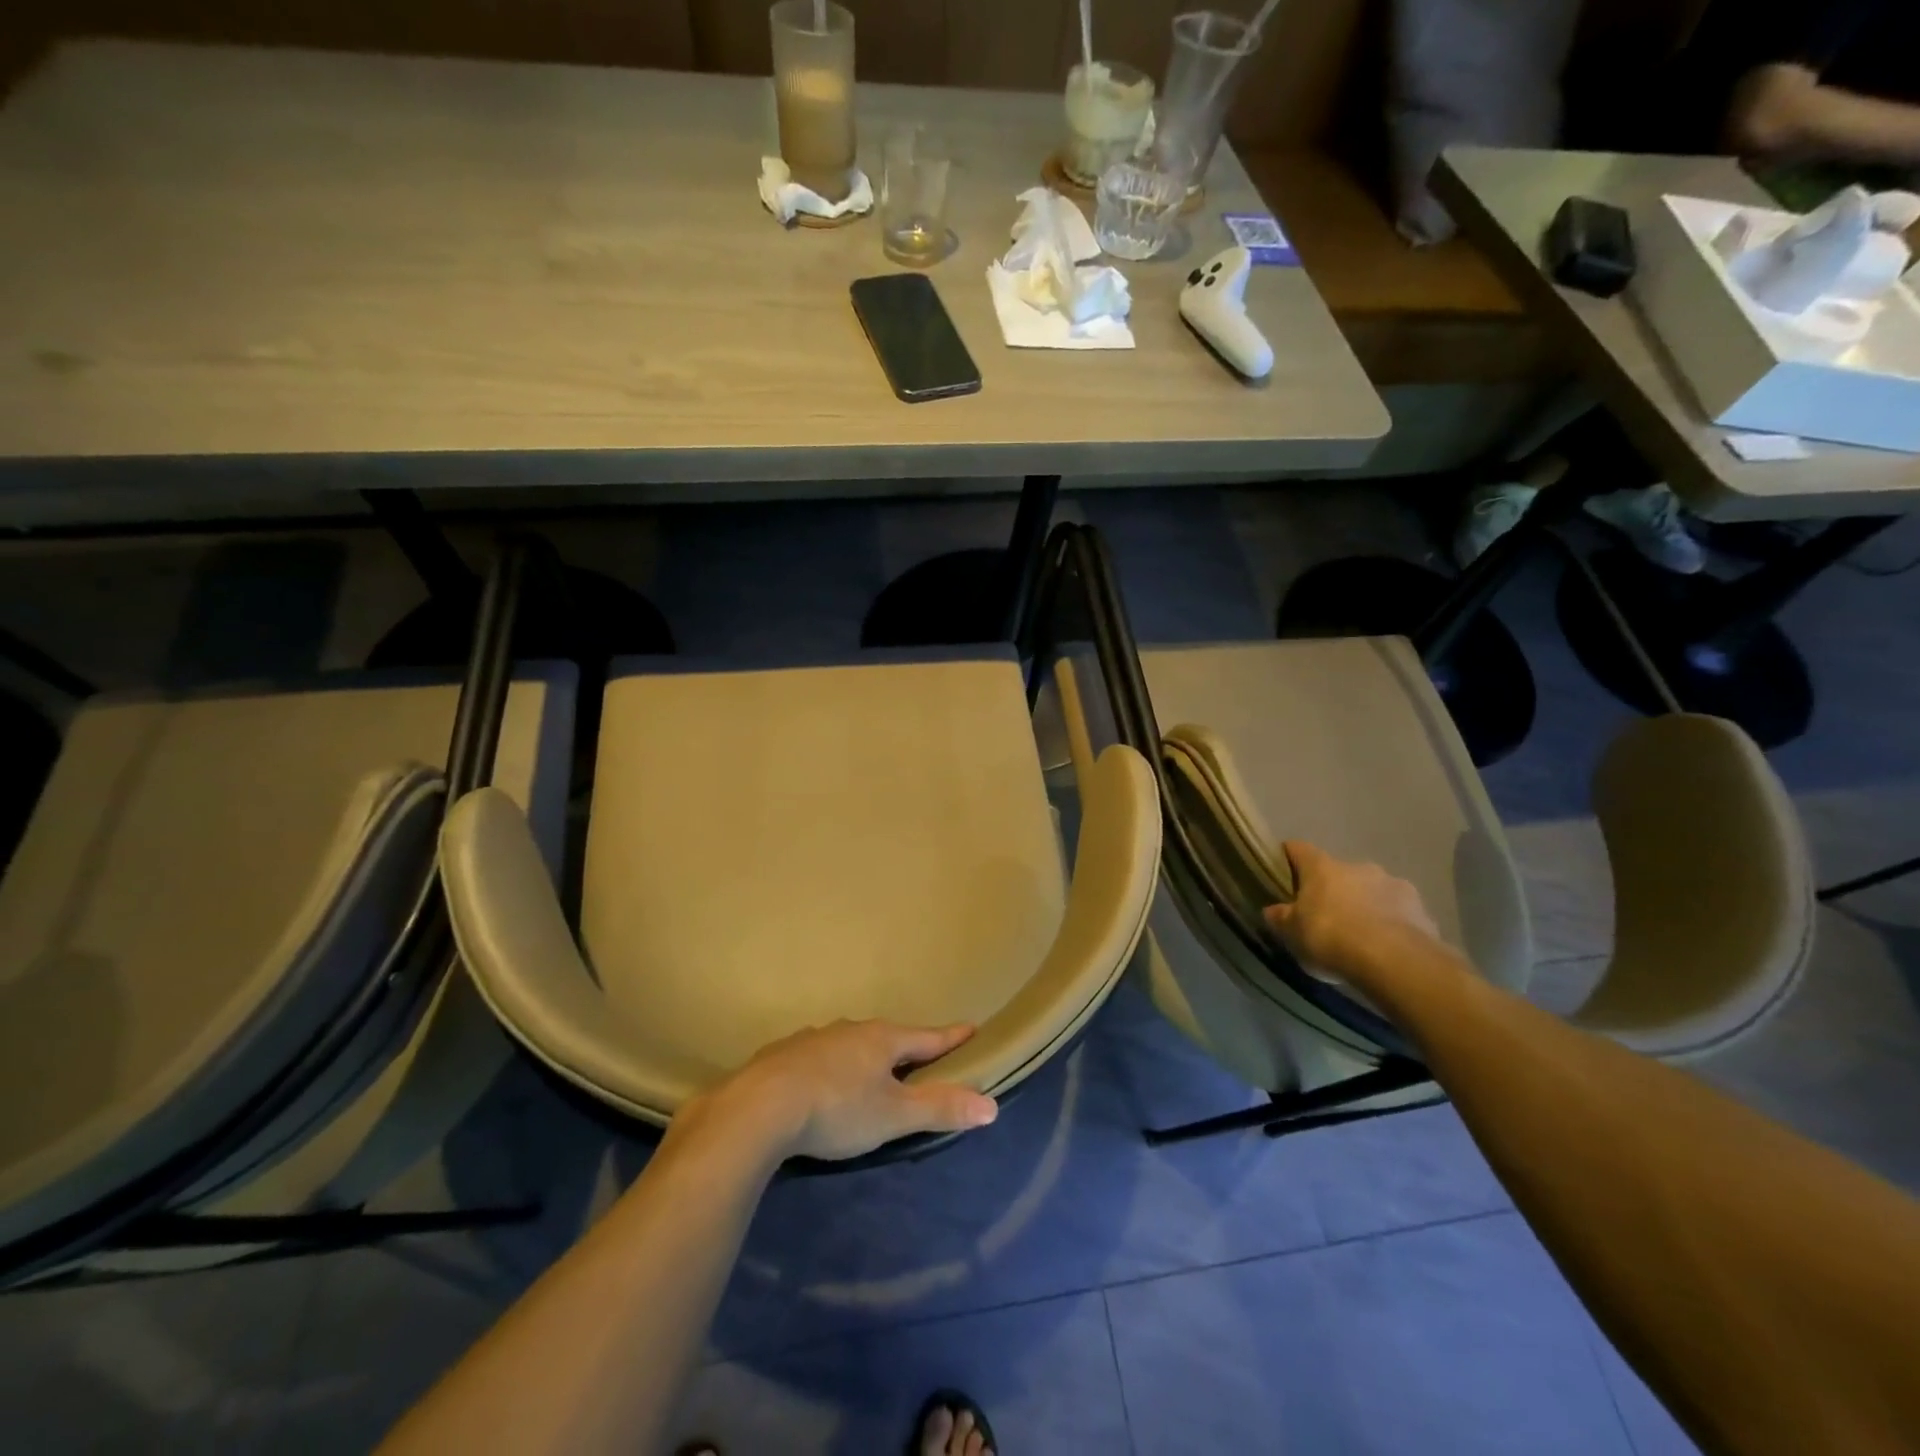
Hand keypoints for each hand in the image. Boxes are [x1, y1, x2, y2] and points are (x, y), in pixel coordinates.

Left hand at [704, 1020, 997, 1162]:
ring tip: (868, 1070)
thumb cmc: (837, 1108)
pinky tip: (820, 1082)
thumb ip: (940, 1109)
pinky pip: (817, 1057)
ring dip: (863, 1055)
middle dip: (904, 1046)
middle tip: (918, 1054)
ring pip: (849, 1044)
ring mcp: (814, 1039)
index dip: (950, 1037)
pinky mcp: (783, 1055)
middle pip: (887, 1037)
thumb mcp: (894, 1115)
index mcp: (882, 1040)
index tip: (971, 1027)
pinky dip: (829, 1067)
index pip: (927, 1036)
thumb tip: (991, 1105)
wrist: (760, 1107)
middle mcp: (850, 1030)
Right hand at [1264, 840, 1442, 979]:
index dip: (1289, 856)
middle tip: (1325, 915)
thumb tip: (1273, 910)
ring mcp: (1394, 884)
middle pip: (1338, 872)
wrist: (1395, 962)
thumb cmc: (1331, 938)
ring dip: (1365, 905)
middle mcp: (1358, 866)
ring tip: (1361, 935)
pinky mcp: (1422, 909)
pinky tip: (1387, 947)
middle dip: (1333, 889)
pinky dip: (1391, 923)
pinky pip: (1399, 912)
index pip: (1299, 849)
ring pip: (1372, 890)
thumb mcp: (1292, 933)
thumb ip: (1281, 918)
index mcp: (1322, 867)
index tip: (1283, 869)